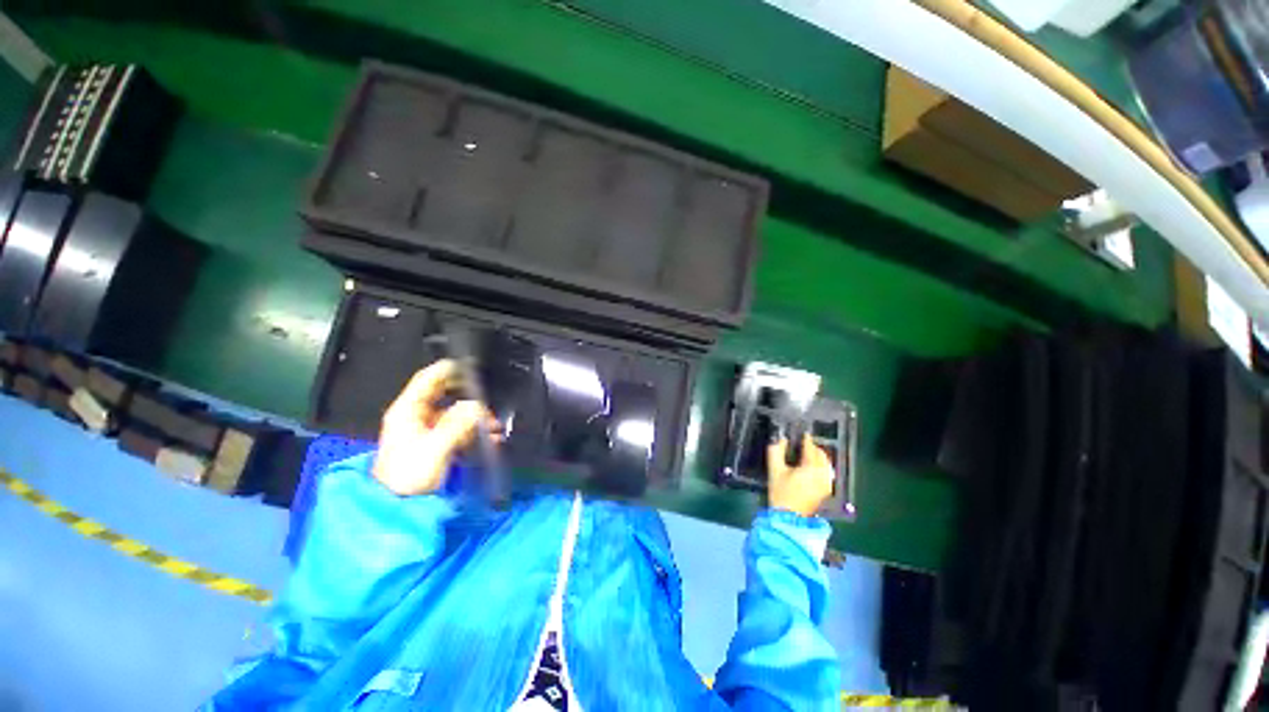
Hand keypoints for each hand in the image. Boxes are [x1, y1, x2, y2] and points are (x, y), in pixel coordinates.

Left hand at [373, 360, 496, 496]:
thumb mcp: (434, 448)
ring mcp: (427, 430)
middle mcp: (417, 416)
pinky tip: (489, 438)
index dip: (449, 369)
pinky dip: (475, 431)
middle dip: (470, 397)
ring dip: (476, 417)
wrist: (399, 509)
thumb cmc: (408, 477)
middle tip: (489, 403)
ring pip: (457, 413)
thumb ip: (457, 424)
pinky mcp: (437, 444)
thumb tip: (477, 406)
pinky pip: (460, 429)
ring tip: (494, 428)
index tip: (473, 366)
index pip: (428, 379)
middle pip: (447, 394)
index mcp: (408, 411)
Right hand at [766, 434, 835, 517]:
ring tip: (807, 454)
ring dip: (818, 457)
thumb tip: (781, 439)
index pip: (810, 447)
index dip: (805, 438)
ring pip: (826, 464)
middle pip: (821, 454)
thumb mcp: (774, 469)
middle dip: (813, 447)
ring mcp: (826, 484)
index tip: (802, 433)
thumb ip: (776, 450)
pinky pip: (827, 473)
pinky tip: (812, 468)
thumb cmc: (781, 492)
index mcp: (811, 467)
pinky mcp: (826, 491)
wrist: (788, 518)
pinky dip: (821, 467)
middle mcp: (823, 474)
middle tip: (802, 444)